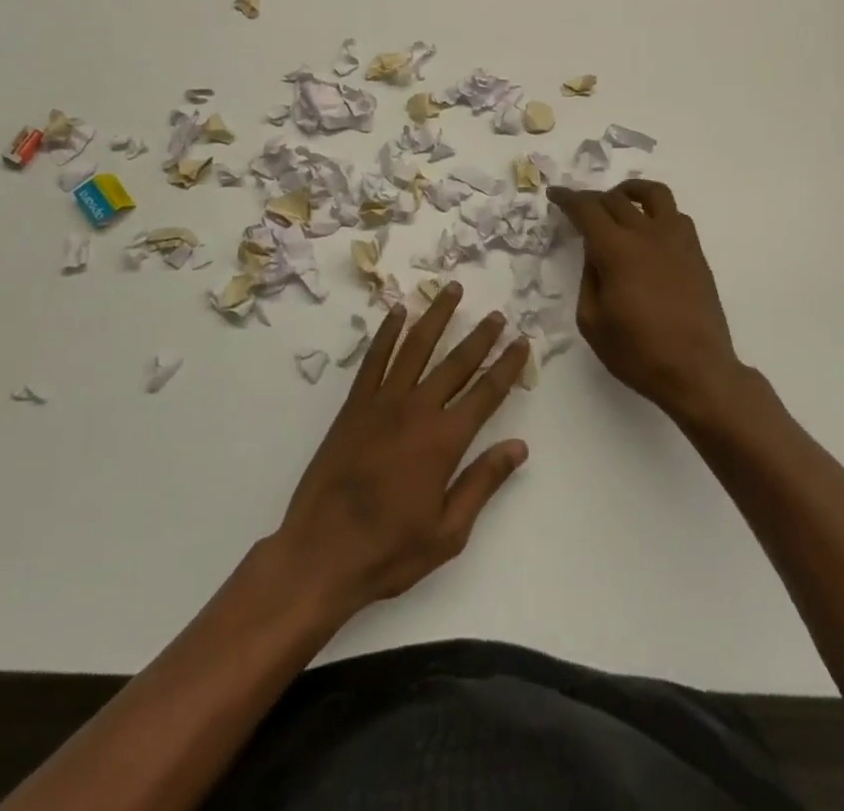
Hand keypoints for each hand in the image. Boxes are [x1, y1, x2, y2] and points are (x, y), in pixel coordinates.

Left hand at [274, 283, 529, 616]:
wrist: (321, 553)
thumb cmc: (389, 550)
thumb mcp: (449, 532)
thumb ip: (483, 482)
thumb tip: (519, 446)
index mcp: (444, 441)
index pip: (486, 394)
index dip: (507, 366)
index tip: (522, 341)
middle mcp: (416, 410)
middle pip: (456, 363)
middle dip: (480, 337)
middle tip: (497, 314)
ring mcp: (382, 402)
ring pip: (415, 347)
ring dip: (436, 316)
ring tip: (452, 290)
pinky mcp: (354, 405)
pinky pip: (374, 358)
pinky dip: (387, 332)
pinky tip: (398, 312)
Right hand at [547, 180, 742, 417]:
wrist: (697, 371)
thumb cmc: (638, 352)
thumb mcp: (593, 321)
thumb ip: (588, 279)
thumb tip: (594, 254)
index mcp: (617, 250)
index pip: (587, 210)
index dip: (567, 198)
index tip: (555, 194)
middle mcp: (647, 235)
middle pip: (615, 199)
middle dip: (592, 199)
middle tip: (579, 209)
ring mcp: (676, 240)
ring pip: (654, 194)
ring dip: (630, 191)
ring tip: (619, 202)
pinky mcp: (695, 253)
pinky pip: (676, 216)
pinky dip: (657, 212)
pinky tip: (649, 230)